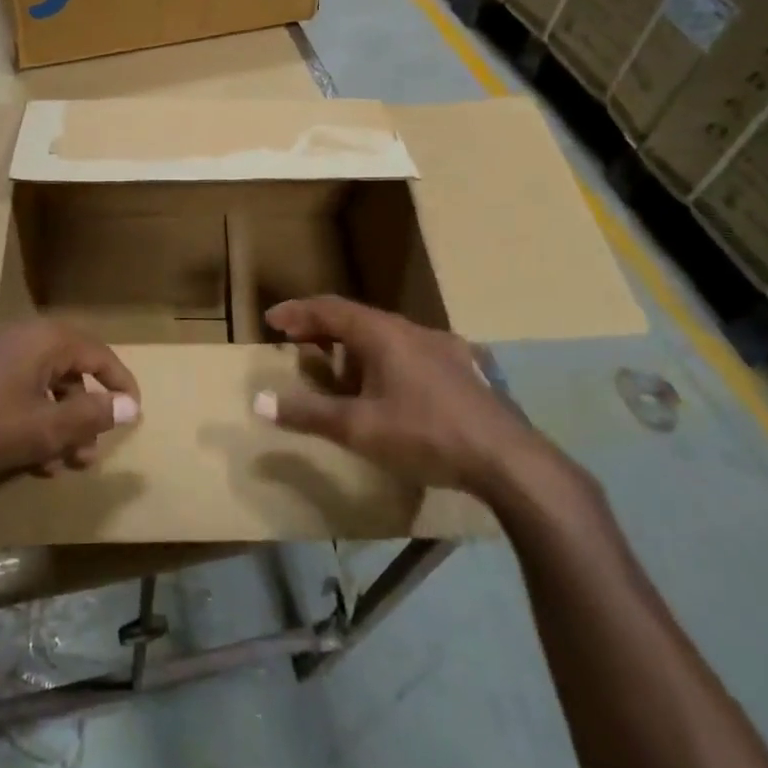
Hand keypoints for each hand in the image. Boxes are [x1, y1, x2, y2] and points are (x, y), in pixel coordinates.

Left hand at [0, 320, 140, 480]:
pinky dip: (30, 419)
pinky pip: (16, 390)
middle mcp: (23, 335)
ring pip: (42, 385)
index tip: (133, 415)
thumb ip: (90, 415)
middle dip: (83, 416)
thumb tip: (129, 405)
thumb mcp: (44, 427)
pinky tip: (26, 457)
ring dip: (56, 424)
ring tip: (58, 465)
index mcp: (47, 338)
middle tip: (88, 454)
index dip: (120, 385)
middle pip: (70, 371)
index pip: (99, 355)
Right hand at [255, 296, 549, 499]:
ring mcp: (439, 346)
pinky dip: (379, 358)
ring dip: (351, 344)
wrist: (508, 459)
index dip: (296, 312)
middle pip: (355, 317)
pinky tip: (385, 387)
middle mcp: (409, 329)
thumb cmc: (426, 435)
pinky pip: (406, 350)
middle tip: (297, 342)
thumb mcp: (359, 429)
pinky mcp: (460, 367)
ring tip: (336, 369)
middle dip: (321, 328)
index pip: (328, 308)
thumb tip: (260, 401)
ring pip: (383, 334)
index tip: (271, 320)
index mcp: (381, 333)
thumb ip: (308, 413)